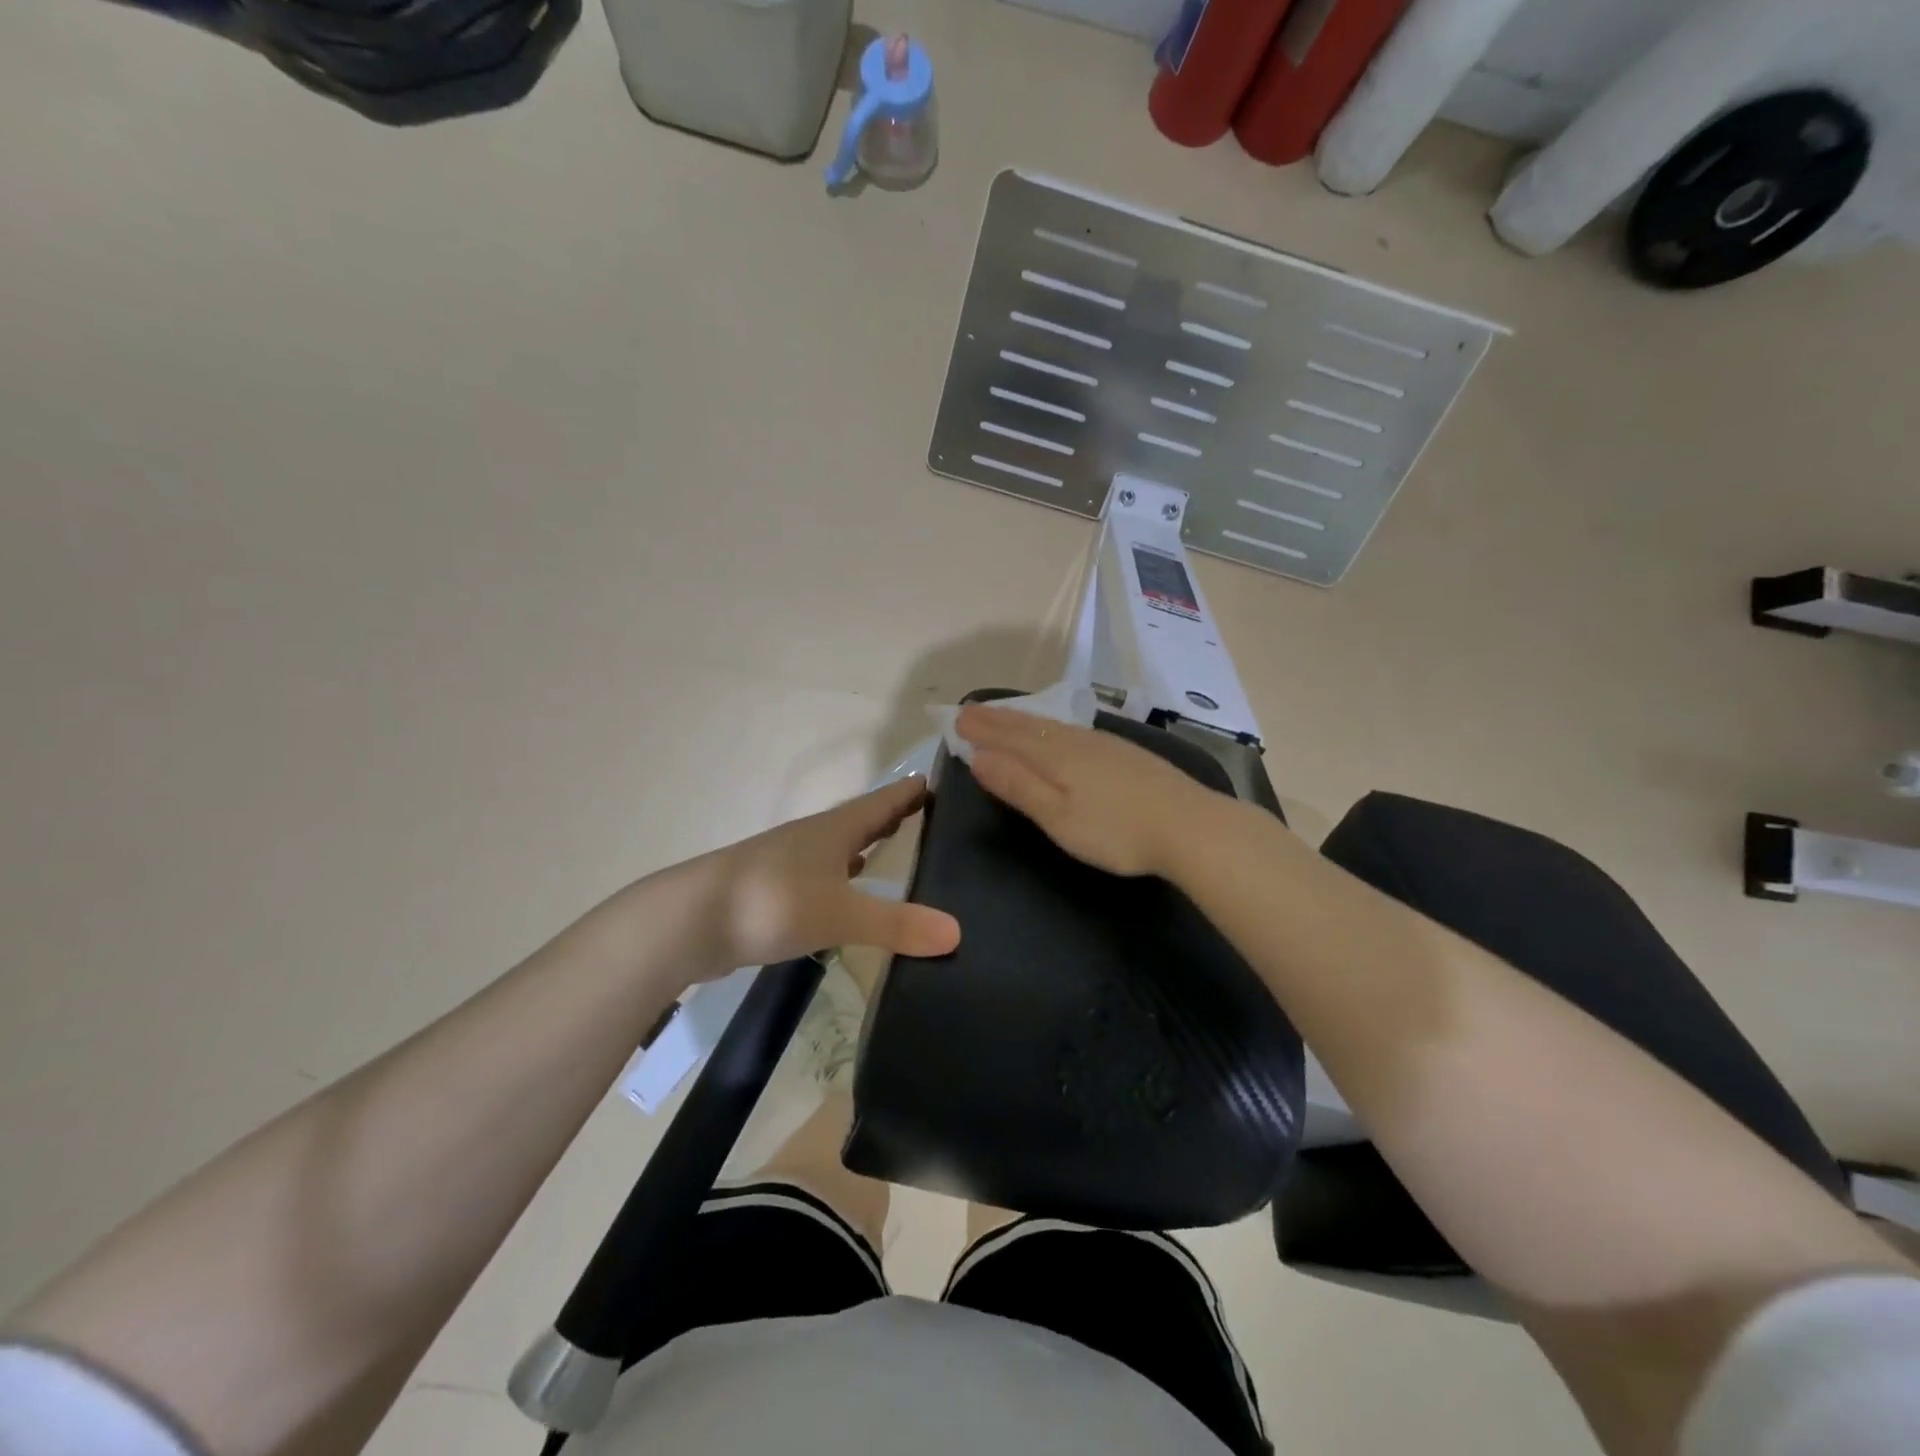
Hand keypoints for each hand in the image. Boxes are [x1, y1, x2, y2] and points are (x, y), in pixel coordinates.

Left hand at [702, 776, 960, 970]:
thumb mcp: (840, 914)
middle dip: (894, 816)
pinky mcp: (774, 892)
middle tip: (930, 815)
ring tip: (897, 849)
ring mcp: (790, 864)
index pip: (884, 800)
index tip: (942, 781)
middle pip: (862, 820)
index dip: (912, 791)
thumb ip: (897, 924)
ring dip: (867, 846)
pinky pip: (822, 877)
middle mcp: (814, 838)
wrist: (689, 922)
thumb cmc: (772, 902)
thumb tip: (956, 933)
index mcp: (835, 829)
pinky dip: (844, 878)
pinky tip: (849, 893)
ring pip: (840, 848)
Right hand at [955, 705, 1224, 878]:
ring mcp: (1105, 744)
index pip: (1009, 736)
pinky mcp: (1125, 754)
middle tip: (971, 711)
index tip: (956, 719)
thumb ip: (1019, 786)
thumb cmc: (1117, 831)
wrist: (1191, 827)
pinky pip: (1073, 731)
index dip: (982, 729)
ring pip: (1053, 726)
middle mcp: (1077, 741)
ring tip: (1005, 718)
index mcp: (1056, 756)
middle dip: (998, 719)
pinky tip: (1057, 733)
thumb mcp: (1059, 817)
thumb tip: (979, 758)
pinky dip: (1051, 728)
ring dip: (1023, 721)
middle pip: (1030, 726)